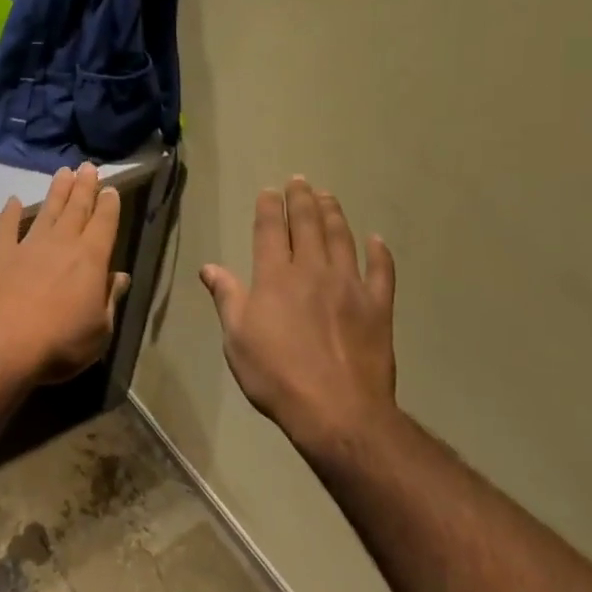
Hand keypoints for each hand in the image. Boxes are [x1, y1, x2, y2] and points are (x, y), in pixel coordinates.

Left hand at [0, 163, 130, 386]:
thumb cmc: (58, 345)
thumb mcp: (99, 331)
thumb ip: (109, 300)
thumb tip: (120, 277)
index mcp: (91, 260)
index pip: (104, 224)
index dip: (109, 205)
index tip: (111, 188)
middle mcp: (61, 245)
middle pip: (76, 209)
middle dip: (85, 187)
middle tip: (88, 167)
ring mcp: (28, 247)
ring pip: (46, 212)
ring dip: (56, 192)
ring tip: (63, 172)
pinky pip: (6, 228)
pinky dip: (10, 213)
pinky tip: (12, 200)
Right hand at [201, 178, 398, 455]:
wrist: (336, 409)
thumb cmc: (276, 376)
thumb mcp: (237, 339)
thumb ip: (227, 298)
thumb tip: (209, 267)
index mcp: (275, 276)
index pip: (270, 230)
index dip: (269, 207)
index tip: (270, 191)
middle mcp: (313, 270)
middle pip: (307, 224)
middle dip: (302, 199)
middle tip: (300, 181)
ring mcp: (350, 285)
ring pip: (342, 238)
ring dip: (334, 213)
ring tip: (328, 196)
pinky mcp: (378, 306)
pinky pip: (381, 271)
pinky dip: (379, 253)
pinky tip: (376, 240)